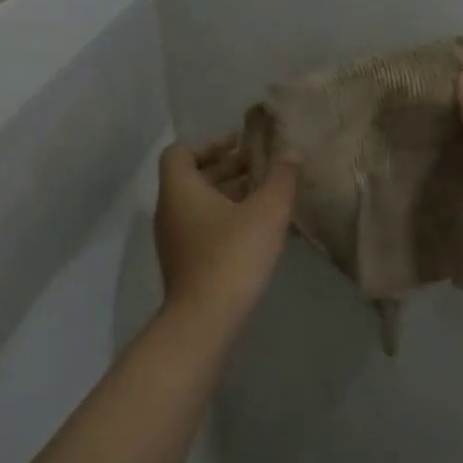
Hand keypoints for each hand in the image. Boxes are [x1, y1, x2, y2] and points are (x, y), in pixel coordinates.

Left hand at [154, 136, 299, 326]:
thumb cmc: (233, 254)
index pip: (181, 152)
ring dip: (228, 194)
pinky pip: (203, 227)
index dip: (210, 144)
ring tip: (264, 193)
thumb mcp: (267, 211)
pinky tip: (258, 227)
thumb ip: (281, 178)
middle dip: (226, 168)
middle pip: (193, 177)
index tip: (239, 146)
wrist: (205, 318)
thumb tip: (291, 152)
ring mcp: (175, 239)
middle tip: (260, 165)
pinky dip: (226, 217)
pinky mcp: (185, 262)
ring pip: (199, 204)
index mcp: (180, 189)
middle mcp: (170, 210)